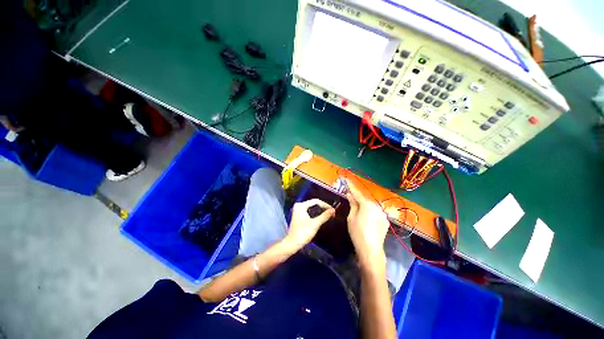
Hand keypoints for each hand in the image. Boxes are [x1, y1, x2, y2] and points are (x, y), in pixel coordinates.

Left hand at [284, 199, 334, 250]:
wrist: (293, 243)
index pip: (316, 201)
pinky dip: (315, 214)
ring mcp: (298, 211)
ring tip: (328, 214)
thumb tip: (333, 210)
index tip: (332, 210)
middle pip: (314, 203)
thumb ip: (324, 216)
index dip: (325, 205)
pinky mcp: (299, 216)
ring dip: (320, 211)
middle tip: (331, 212)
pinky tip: (321, 217)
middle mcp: (298, 206)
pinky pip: (309, 211)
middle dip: (323, 207)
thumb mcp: (315, 224)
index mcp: (301, 206)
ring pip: (312, 208)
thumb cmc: (303, 233)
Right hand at [345, 179, 389, 268]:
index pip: (357, 193)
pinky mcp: (385, 220)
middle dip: (357, 199)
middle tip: (350, 198)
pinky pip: (375, 213)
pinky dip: (370, 213)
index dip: (350, 186)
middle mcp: (377, 206)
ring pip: (370, 207)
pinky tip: (367, 220)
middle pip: (364, 200)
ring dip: (364, 207)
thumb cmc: (357, 233)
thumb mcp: (351, 218)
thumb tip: (350, 195)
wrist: (371, 250)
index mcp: (367, 204)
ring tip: (358, 212)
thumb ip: (352, 204)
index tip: (346, 179)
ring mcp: (382, 214)